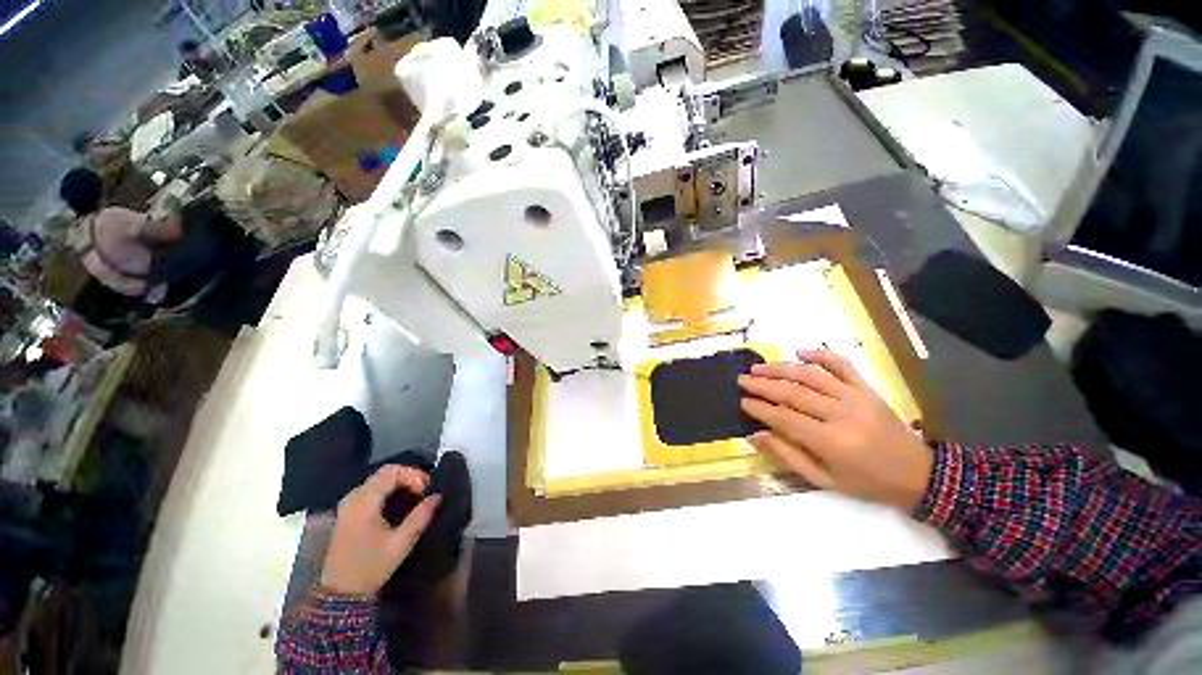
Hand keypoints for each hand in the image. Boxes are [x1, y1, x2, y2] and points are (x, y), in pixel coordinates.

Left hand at [321, 465, 441, 596]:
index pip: (391, 472)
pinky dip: (387, 489)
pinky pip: (370, 489)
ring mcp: (348, 505)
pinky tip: (398, 502)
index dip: (413, 474)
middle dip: (408, 476)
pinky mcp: (347, 513)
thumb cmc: (371, 567)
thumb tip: (437, 496)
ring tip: (415, 494)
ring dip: (398, 482)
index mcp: (365, 502)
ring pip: (377, 480)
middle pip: (384, 473)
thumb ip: (420, 516)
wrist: (340, 592)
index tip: (426, 489)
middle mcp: (353, 498)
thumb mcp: (401, 543)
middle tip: (424, 490)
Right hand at [739, 348, 932, 510]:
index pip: (783, 417)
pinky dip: (820, 355)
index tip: (742, 402)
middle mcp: (840, 413)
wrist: (918, 475)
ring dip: (781, 368)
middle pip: (793, 392)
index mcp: (830, 441)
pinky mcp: (867, 389)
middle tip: (742, 379)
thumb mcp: (824, 480)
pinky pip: (842, 365)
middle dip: (763, 384)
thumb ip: (788, 456)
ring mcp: (855, 397)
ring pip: (811, 375)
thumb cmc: (866, 482)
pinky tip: (800, 351)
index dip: (759, 408)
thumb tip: (756, 435)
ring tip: (759, 366)